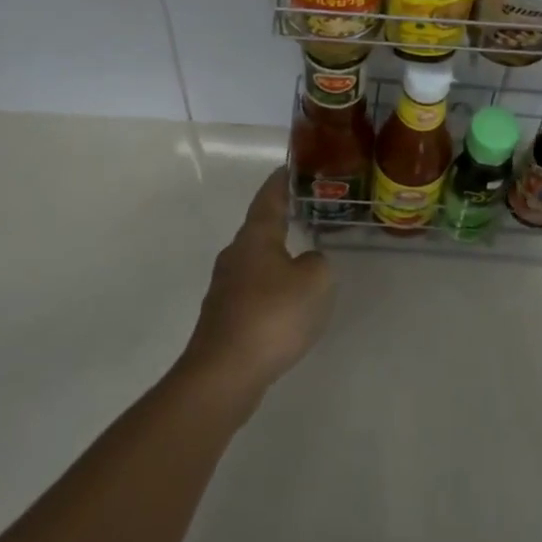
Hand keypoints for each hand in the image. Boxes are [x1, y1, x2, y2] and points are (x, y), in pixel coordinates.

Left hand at [181, 167, 334, 399]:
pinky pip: (253, 290)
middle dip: (281, 219)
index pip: (269, 196)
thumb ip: (318, 263)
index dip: (281, 181)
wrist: (223, 375)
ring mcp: (225, 287)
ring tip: (303, 258)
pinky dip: (271, 288)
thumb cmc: (272, 316)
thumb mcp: (315, 281)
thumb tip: (306, 262)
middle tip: (307, 212)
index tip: (291, 167)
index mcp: (255, 236)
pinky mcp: (224, 318)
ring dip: (277, 256)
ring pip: (256, 261)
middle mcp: (235, 254)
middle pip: (259, 228)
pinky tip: (287, 304)